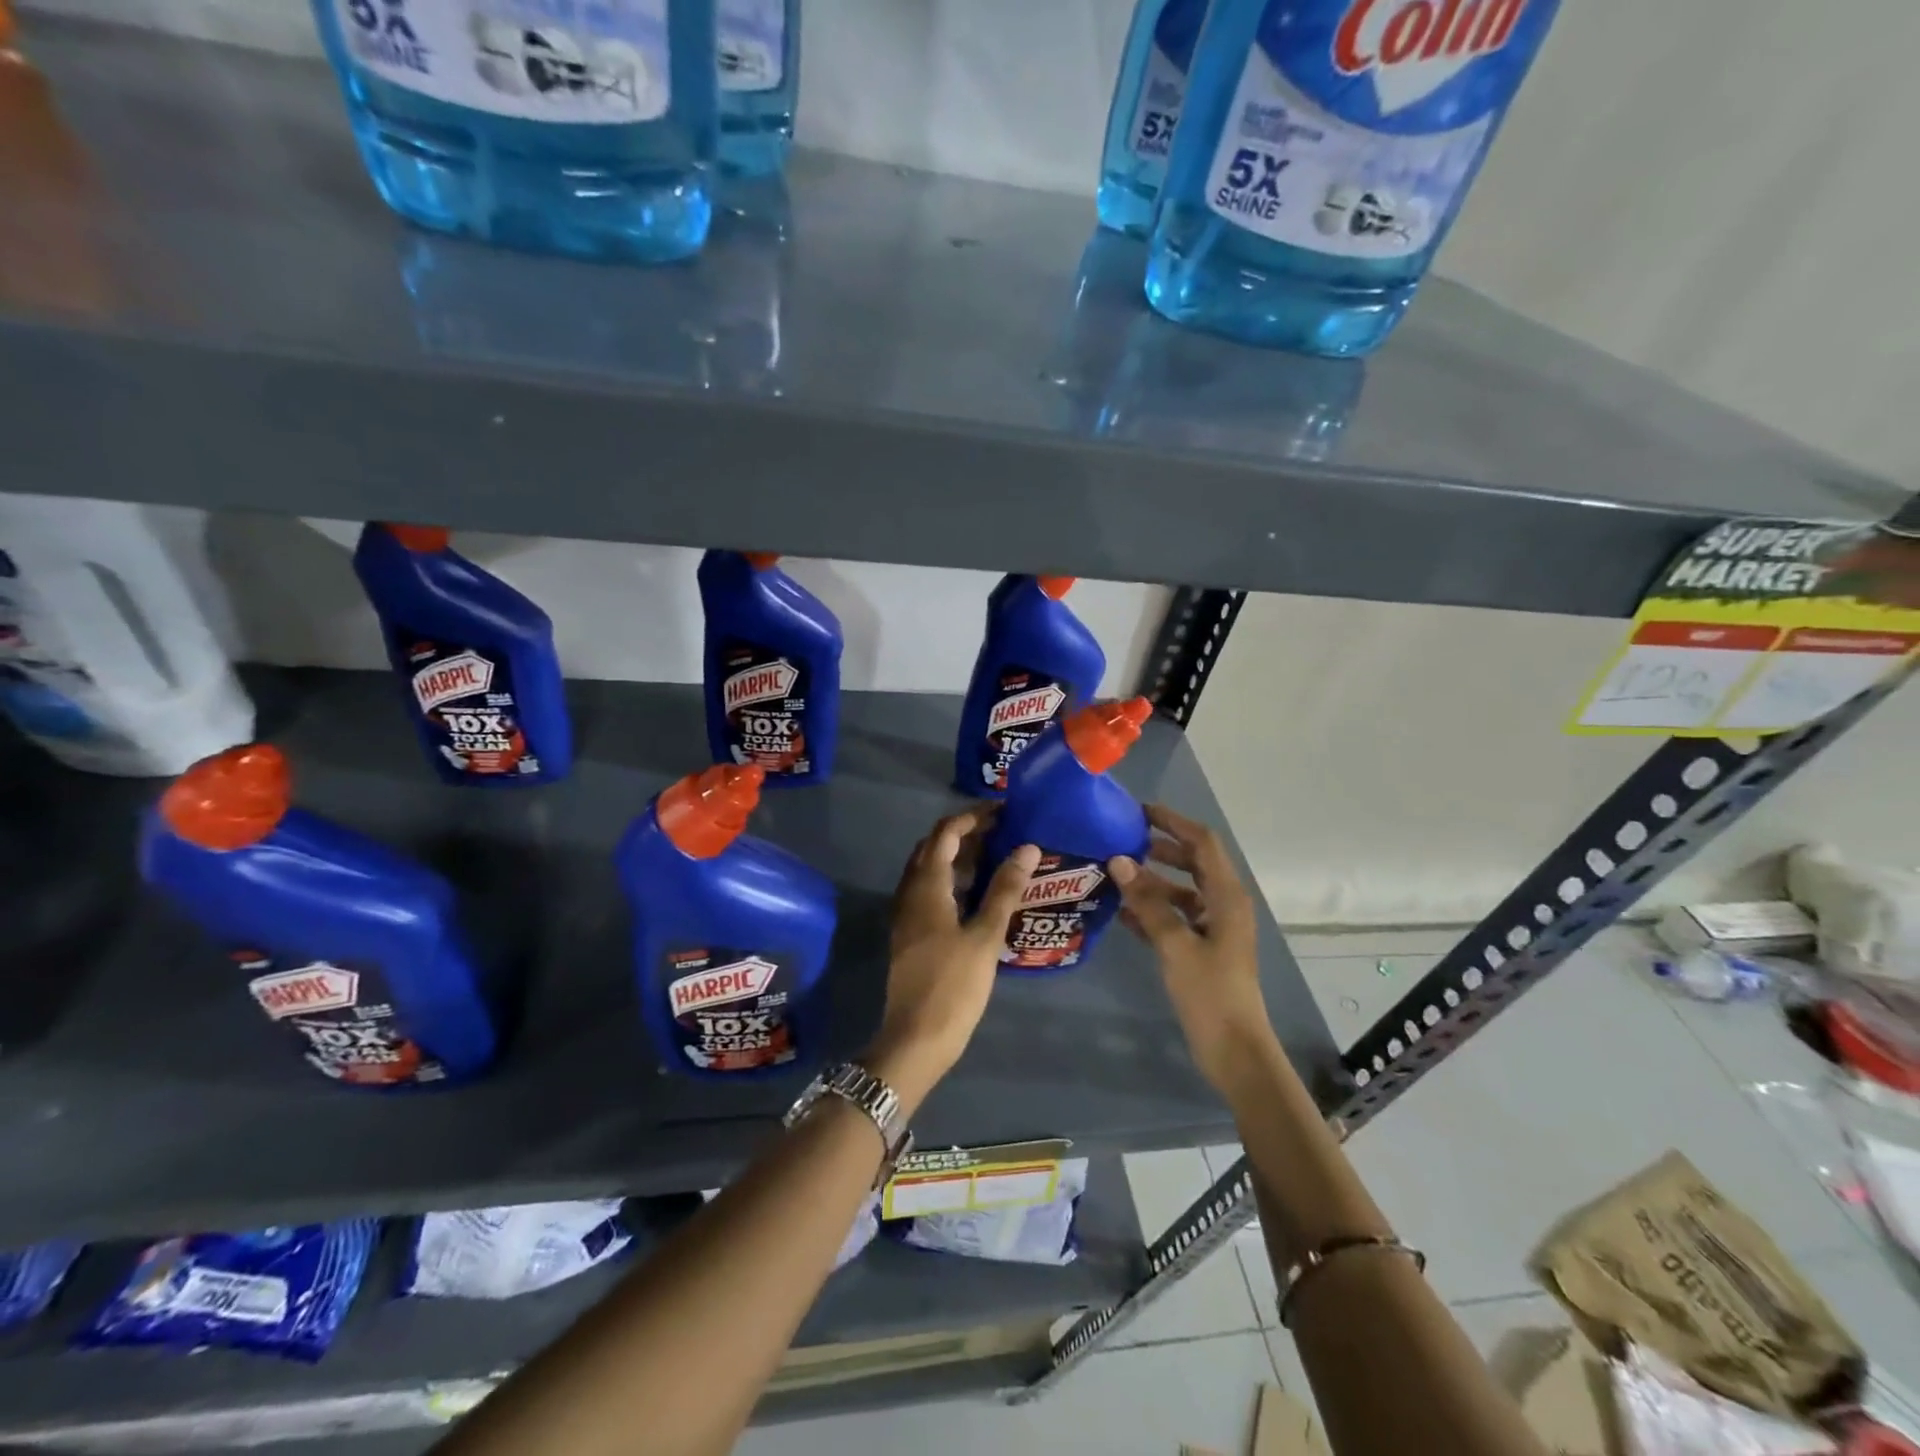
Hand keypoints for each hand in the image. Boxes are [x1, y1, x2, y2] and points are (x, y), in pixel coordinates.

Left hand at [866, 807, 1040, 1106]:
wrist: (916, 1038)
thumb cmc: (954, 985)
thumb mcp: (985, 935)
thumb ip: (1005, 889)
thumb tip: (1027, 848)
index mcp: (926, 886)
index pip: (945, 833)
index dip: (972, 817)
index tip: (1003, 810)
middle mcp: (910, 892)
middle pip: (934, 847)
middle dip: (966, 833)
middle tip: (1003, 831)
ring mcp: (907, 914)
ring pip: (931, 870)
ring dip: (960, 857)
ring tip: (999, 856)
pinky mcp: (912, 933)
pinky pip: (931, 891)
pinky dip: (954, 880)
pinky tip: (980, 893)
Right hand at [1110, 804, 1273, 1092]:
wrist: (1234, 1051)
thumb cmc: (1210, 993)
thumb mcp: (1175, 945)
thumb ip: (1148, 901)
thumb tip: (1119, 860)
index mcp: (1227, 896)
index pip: (1202, 842)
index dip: (1173, 822)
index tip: (1139, 811)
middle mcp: (1223, 904)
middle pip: (1193, 862)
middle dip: (1161, 848)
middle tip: (1123, 839)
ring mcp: (1214, 928)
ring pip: (1181, 891)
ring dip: (1152, 881)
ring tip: (1115, 874)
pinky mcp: (1202, 949)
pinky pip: (1175, 917)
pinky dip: (1152, 910)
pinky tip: (1121, 911)